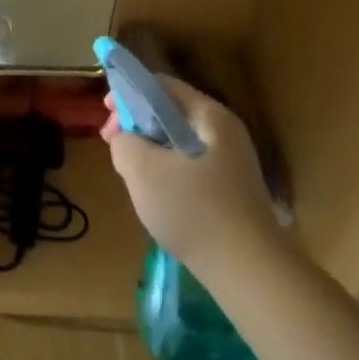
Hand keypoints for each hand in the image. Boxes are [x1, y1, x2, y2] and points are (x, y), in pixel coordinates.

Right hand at [102, 72, 281, 281]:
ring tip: (131, 175)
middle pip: (170, 113)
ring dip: (149, 152)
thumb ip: (123, 141)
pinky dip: (167, 174)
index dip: (128, 93)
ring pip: (177, 143)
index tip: (106, 115)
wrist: (251, 274)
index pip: (161, 85)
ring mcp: (232, 165)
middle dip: (136, 125)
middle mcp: (225, 133)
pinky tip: (156, 197)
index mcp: (209, 116)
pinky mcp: (232, 193)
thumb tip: (126, 141)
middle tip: (114, 146)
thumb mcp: (141, 168)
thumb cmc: (194, 210)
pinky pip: (190, 169)